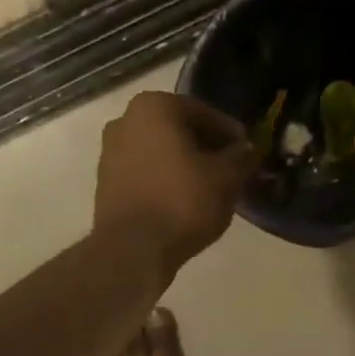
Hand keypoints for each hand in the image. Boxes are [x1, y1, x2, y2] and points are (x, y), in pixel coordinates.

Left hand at [93, 91, 257, 279]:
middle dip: (206, 147)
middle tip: (231, 169)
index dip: (231, 134)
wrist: (133, 249)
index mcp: (154, 106)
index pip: (204, 113)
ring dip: (185, 164)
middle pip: (179, 130)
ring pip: (161, 152)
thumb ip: (241, 158)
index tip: (248, 152)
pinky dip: (166, 180)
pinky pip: (146, 172)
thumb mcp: (227, 178)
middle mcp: (125, 119)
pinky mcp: (105, 182)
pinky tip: (184, 201)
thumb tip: (249, 150)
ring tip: (211, 188)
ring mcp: (110, 151)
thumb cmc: (182, 201)